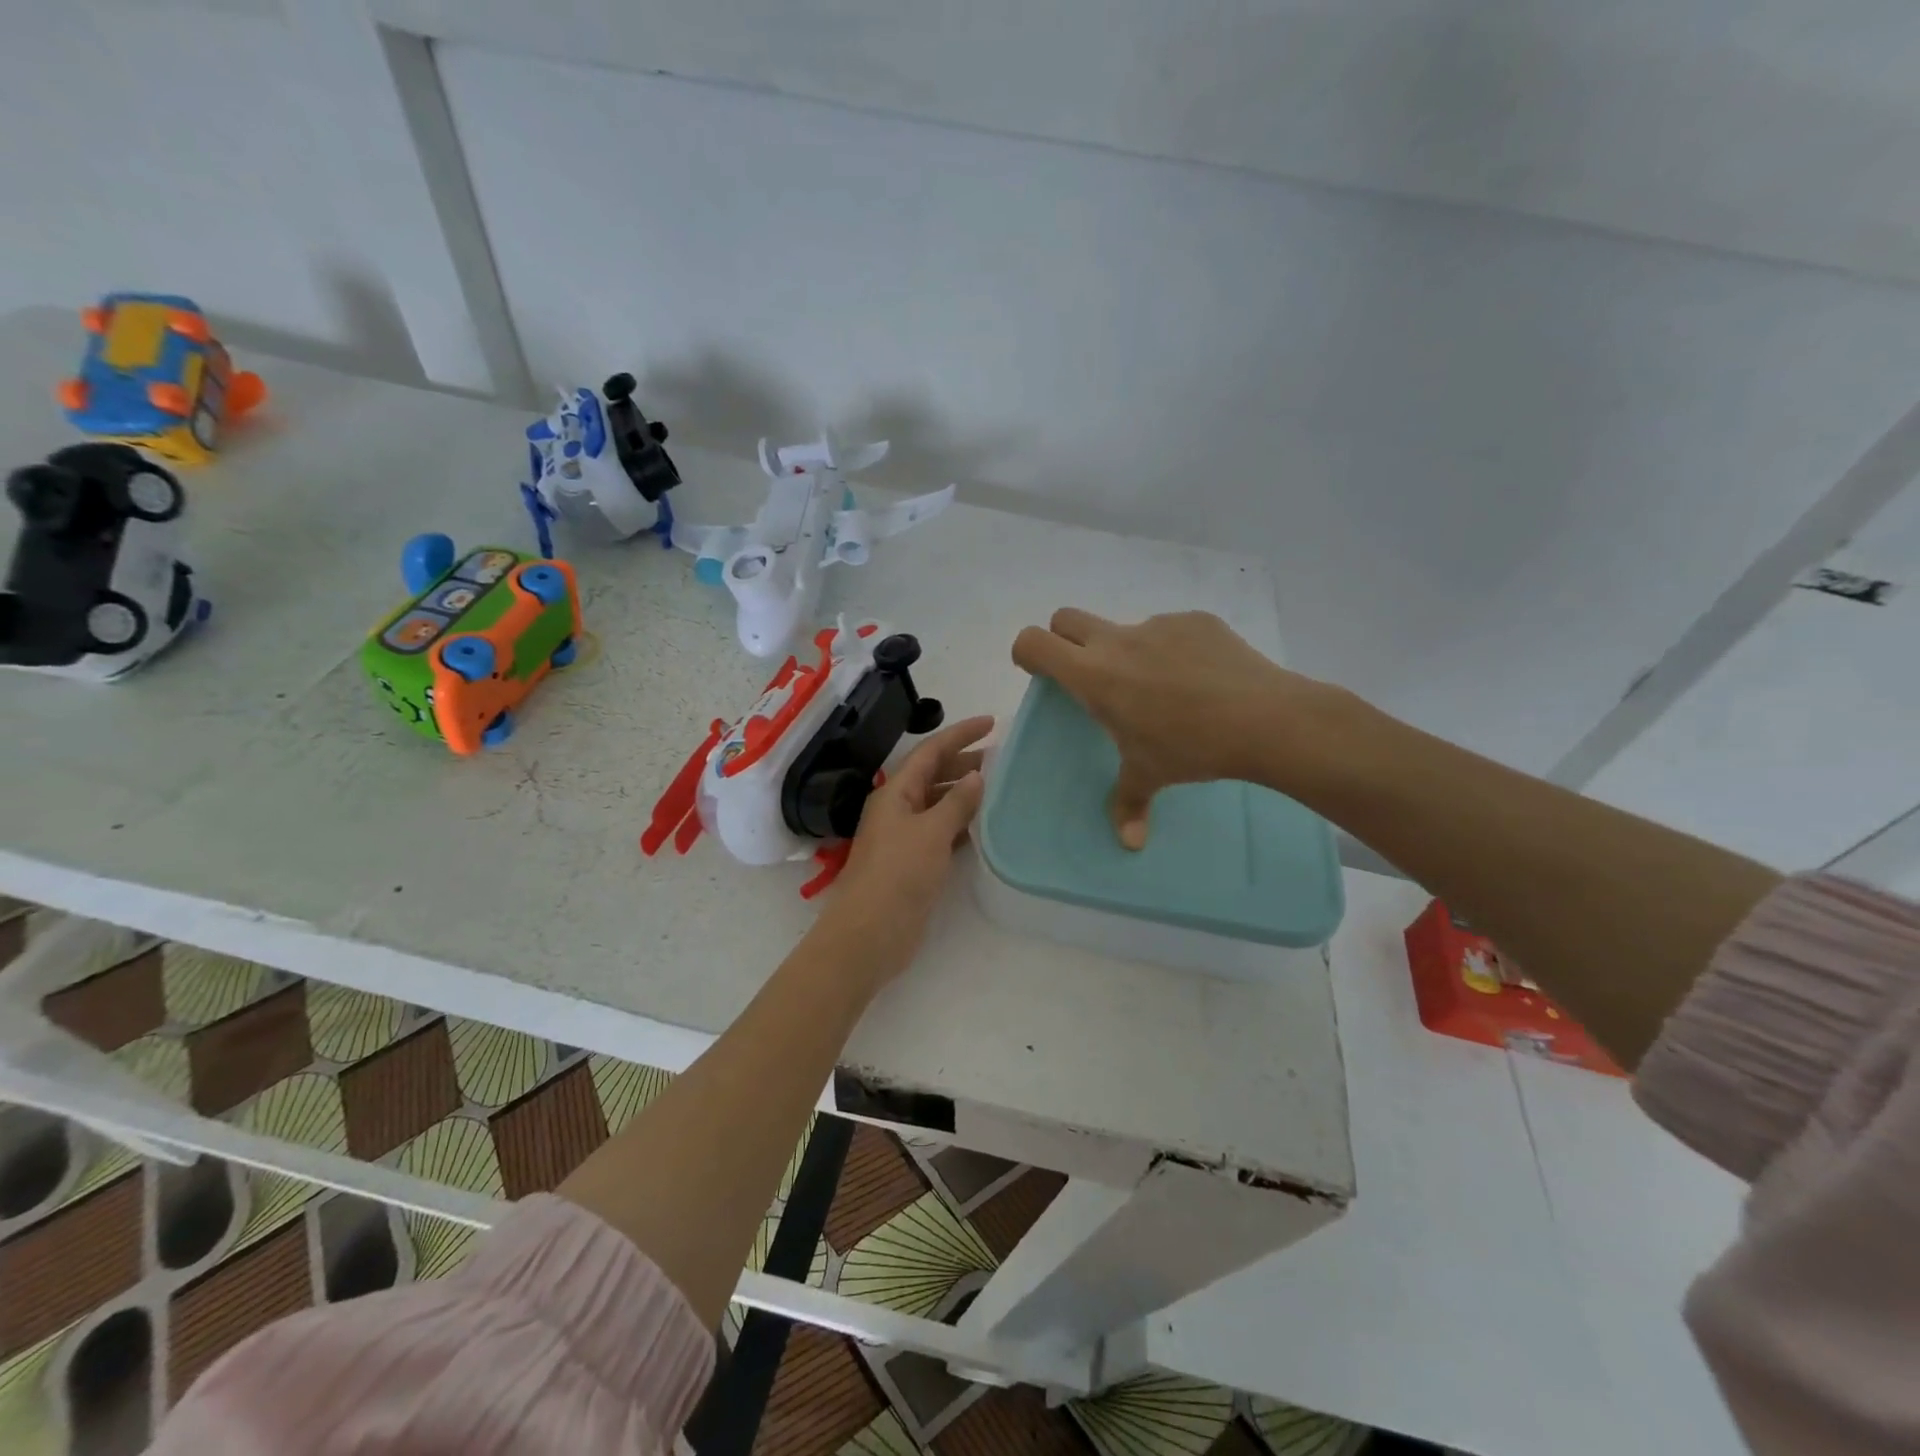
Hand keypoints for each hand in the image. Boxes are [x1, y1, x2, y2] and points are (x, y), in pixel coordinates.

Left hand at [819, 714, 993, 981]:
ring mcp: (904, 836)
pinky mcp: (913, 862)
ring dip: (964, 794)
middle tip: (1001, 758)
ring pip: (938, 804)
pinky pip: (941, 831)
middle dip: (964, 762)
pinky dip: (962, 824)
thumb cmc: (898, 875)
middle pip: (933, 775)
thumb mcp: (932, 832)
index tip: (991, 723)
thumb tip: (977, 776)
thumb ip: (956, 803)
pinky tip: (984, 826)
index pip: (930, 752)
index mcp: (895, 792)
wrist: (870, 933)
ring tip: (998, 788)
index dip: (960, 734)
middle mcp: (898, 808)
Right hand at [1011, 609, 1339, 847]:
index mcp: (1094, 675)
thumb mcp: (1150, 775)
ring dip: (1127, 652)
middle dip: (1065, 640)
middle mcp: (1118, 640)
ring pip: (1124, 629)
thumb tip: (1130, 842)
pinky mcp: (1196, 620)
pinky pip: (1170, 631)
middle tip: (1090, 677)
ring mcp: (1159, 625)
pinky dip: (1172, 651)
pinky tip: (1201, 682)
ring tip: (1165, 692)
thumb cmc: (1192, 747)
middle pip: (1065, 618)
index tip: (1041, 674)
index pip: (1034, 642)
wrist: (1265, 719)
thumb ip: (1128, 804)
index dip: (1027, 653)